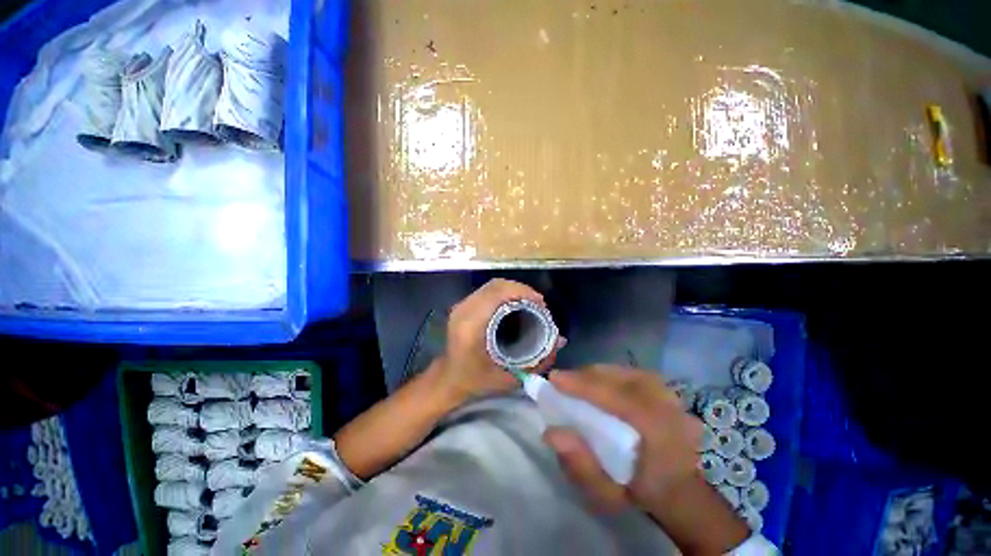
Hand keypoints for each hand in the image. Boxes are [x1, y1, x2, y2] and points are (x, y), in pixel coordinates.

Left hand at [431, 279, 564, 404]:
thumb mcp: (508, 378)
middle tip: (539, 303)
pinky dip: (505, 292)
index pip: (497, 294)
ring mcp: (461, 305)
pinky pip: (487, 290)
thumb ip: (537, 362)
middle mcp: (464, 310)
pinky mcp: (463, 305)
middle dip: (521, 290)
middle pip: (496, 286)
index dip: (522, 292)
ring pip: (492, 285)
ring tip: (531, 303)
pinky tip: (516, 303)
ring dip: (514, 290)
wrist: (448, 378)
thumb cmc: (475, 381)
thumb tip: (560, 341)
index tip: (541, 303)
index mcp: (471, 326)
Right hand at [543, 366, 748, 554]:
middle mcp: (670, 408)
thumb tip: (551, 433)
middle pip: (620, 378)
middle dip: (585, 376)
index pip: (619, 398)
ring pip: (624, 372)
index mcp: (661, 435)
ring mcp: (670, 396)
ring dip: (595, 374)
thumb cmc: (643, 496)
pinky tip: (595, 383)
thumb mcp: (609, 496)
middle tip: (561, 381)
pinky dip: (608, 375)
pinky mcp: (666, 391)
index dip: (584, 385)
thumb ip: (581, 467)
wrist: (681, 494)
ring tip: (575, 382)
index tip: (554, 379)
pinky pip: (630, 374)